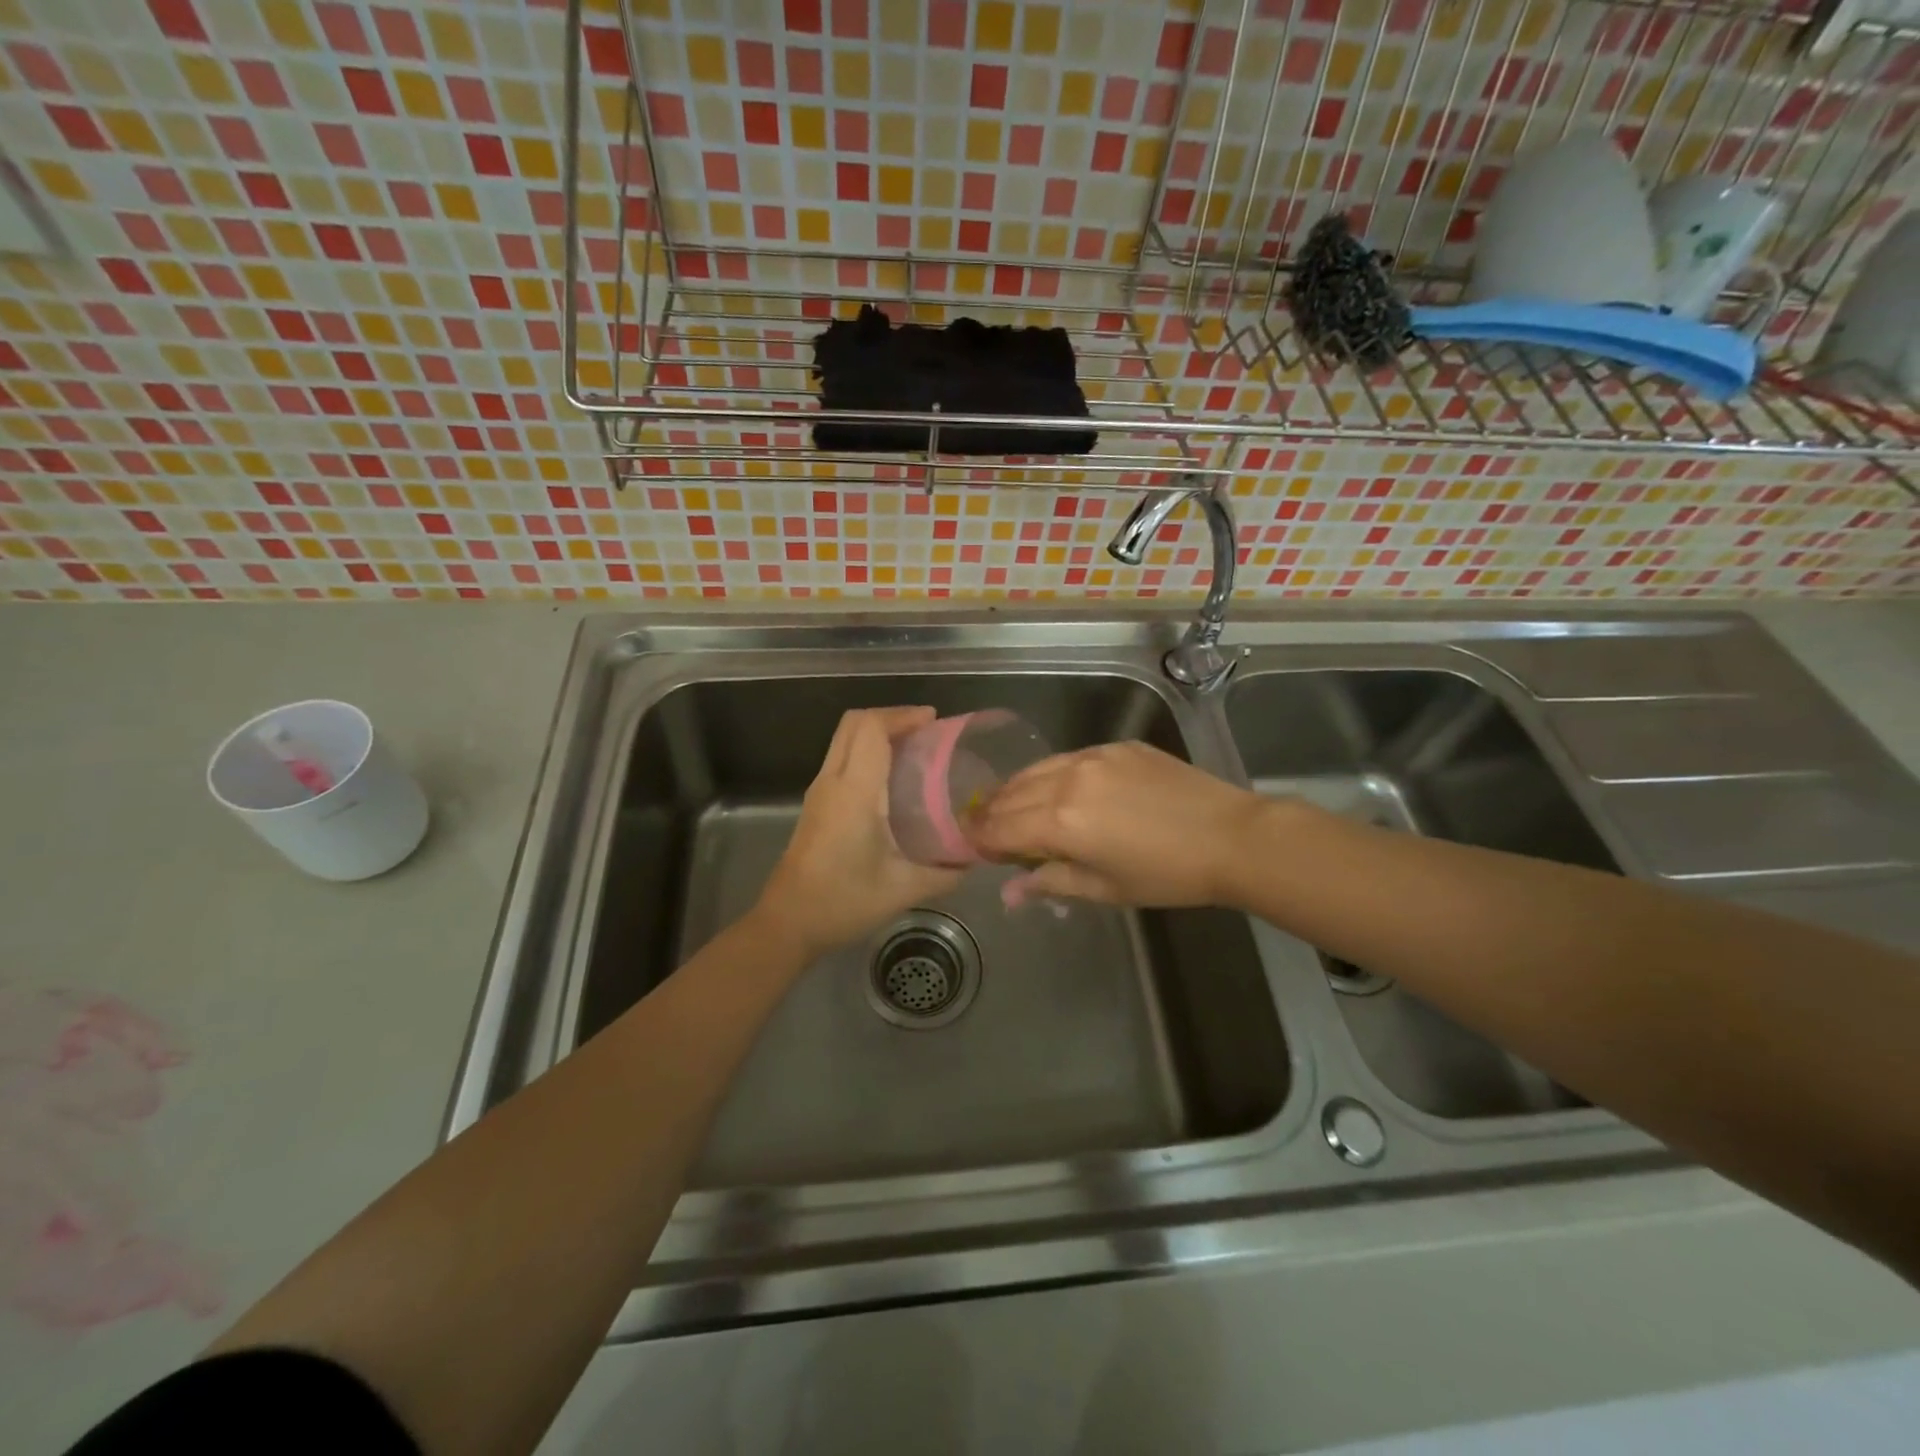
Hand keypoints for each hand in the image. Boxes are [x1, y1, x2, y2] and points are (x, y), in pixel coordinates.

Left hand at [753, 707, 962, 958]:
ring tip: (914, 750)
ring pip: (844, 739)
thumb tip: (974, 858)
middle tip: (926, 731)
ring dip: (876, 733)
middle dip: (891, 717)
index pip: (871, 729)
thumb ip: (944, 873)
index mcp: (855, 792)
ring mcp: (819, 791)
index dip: (902, 715)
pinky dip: (866, 751)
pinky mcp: (815, 804)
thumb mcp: (903, 890)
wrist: (788, 922)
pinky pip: (841, 758)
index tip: (934, 721)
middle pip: (854, 723)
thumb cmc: (843, 902)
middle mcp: (832, 782)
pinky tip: (891, 779)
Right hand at [969, 741, 1266, 906]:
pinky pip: (1068, 758)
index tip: (973, 848)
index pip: (999, 827)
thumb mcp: (1105, 888)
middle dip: (991, 813)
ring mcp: (1093, 756)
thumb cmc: (1167, 875)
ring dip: (1016, 790)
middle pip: (1010, 793)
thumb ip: (1050, 882)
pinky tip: (1057, 789)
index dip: (979, 838)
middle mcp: (1067, 780)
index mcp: (1060, 821)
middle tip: (986, 829)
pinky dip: (1051, 775)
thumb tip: (1010, 891)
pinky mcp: (1116, 746)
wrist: (1231, 837)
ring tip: (1012, 807)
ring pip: (1036, 769)